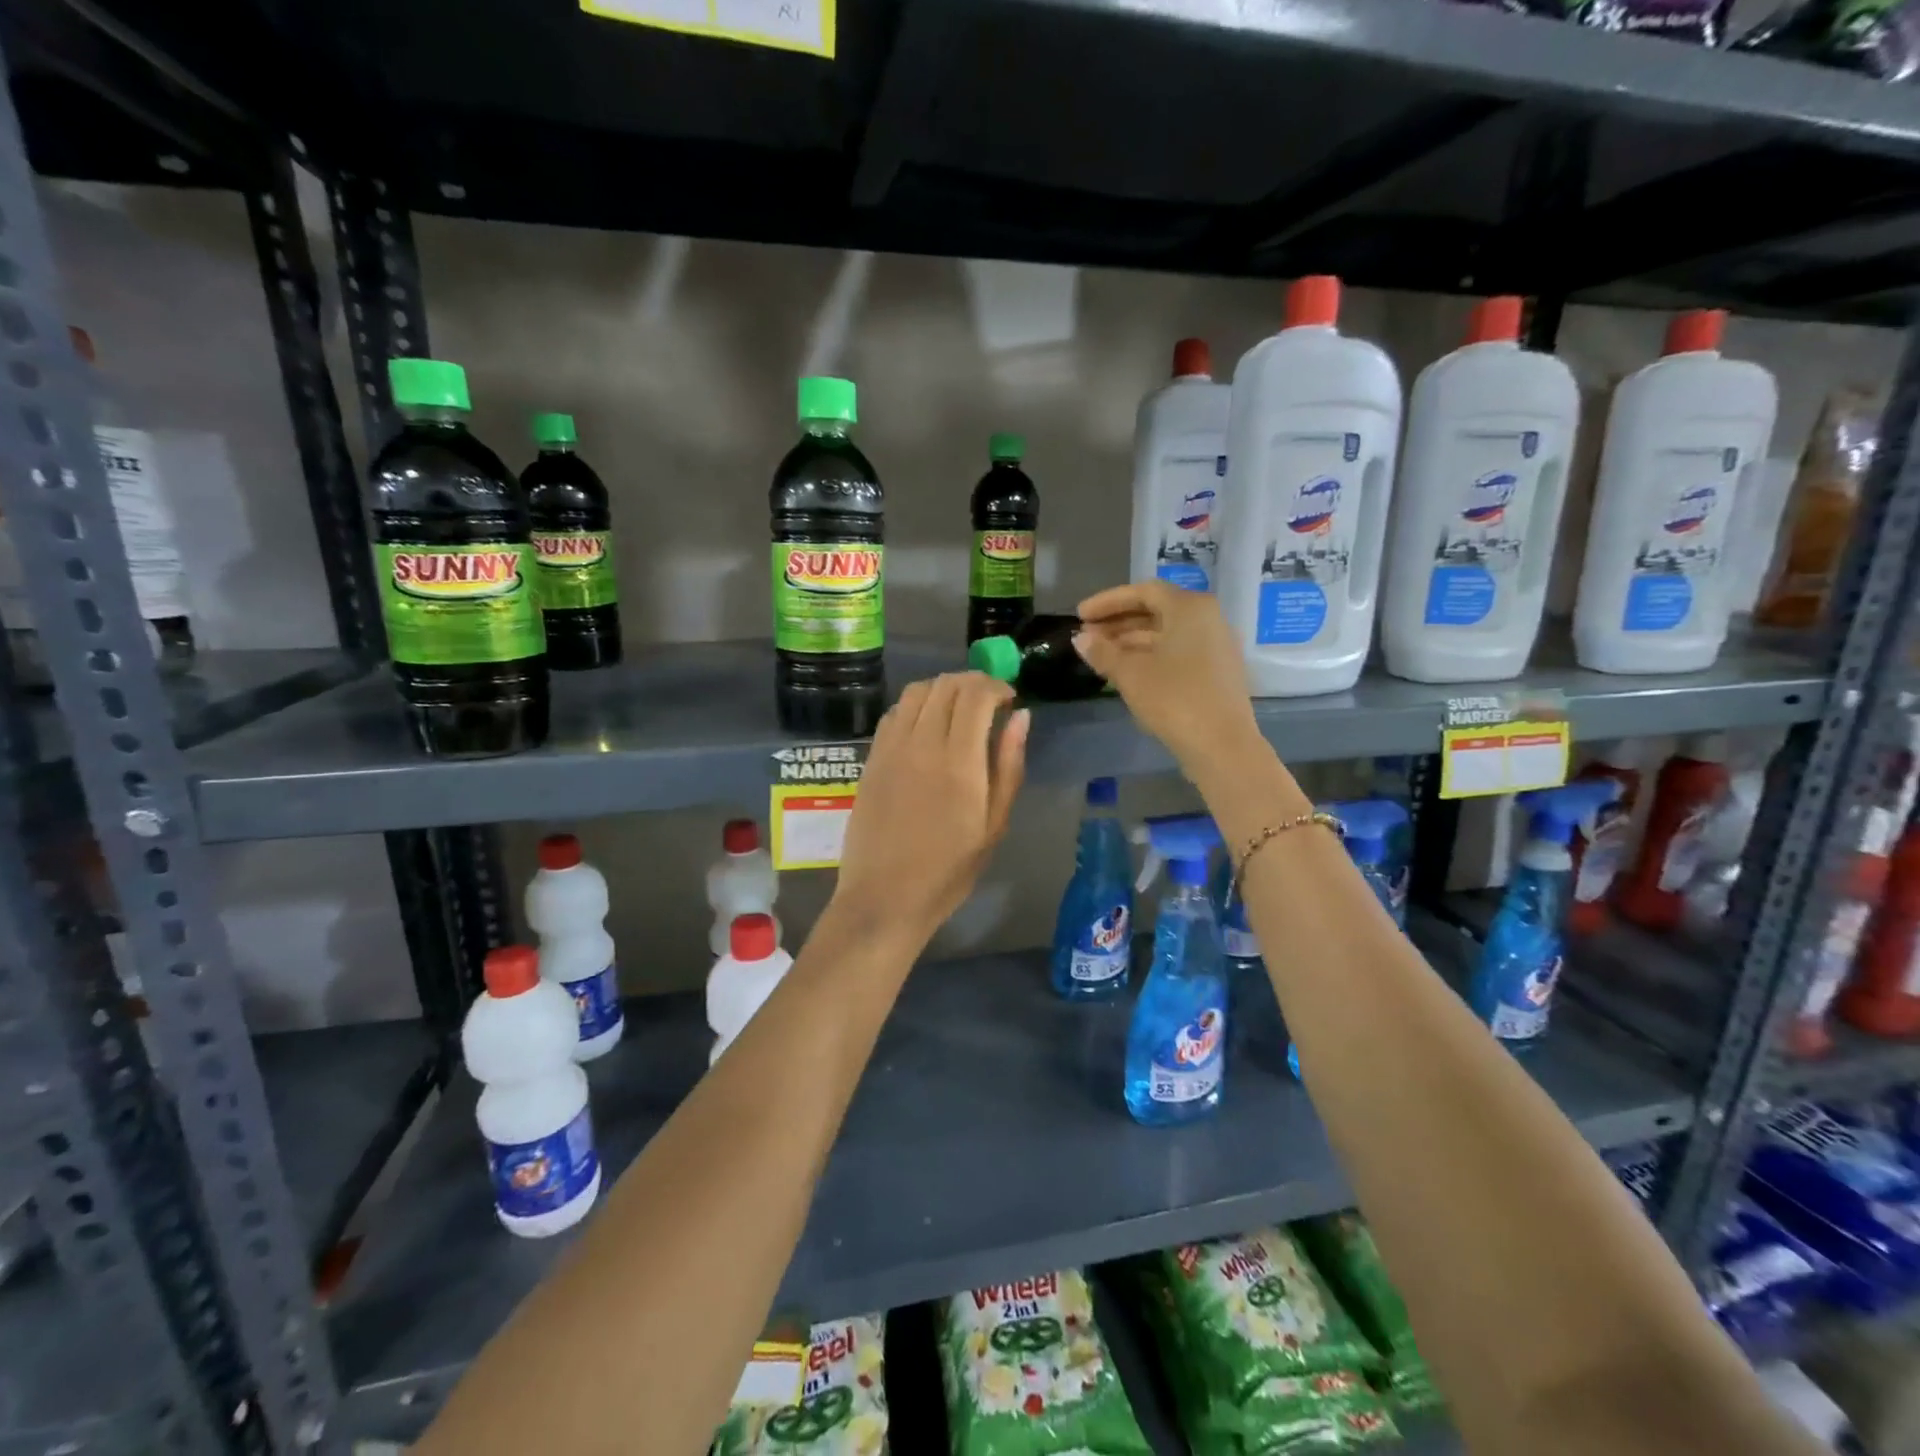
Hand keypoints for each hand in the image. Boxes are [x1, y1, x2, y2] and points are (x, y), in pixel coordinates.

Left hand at [833, 672, 1028, 945]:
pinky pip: (895, 713)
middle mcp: (921, 744)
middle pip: (946, 685)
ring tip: (959, 710)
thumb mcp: (993, 825)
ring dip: (943, 689)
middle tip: (989, 701)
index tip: (1009, 699)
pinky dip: (916, 705)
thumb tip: (1021, 718)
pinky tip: (927, 726)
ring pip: (917, 692)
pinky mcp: (871, 758)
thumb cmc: (948, 870)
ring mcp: (891, 748)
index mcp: (958, 762)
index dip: (996, 686)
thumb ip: (1008, 766)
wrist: (885, 897)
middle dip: (973, 682)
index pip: (975, 695)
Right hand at [1073, 582, 1261, 777]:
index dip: (1108, 602)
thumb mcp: (1130, 674)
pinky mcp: (1217, 672)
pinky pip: (1178, 652)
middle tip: (1086, 636)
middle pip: (1156, 611)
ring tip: (1100, 656)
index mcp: (1190, 608)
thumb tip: (1080, 638)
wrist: (1222, 745)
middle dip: (1118, 623)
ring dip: (1131, 641)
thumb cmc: (1174, 699)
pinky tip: (1126, 672)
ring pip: (1166, 634)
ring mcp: (1216, 646)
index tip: (1080, 615)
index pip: (1143, 592)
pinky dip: (1150, 656)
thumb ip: (1103, 652)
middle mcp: (1208, 619)